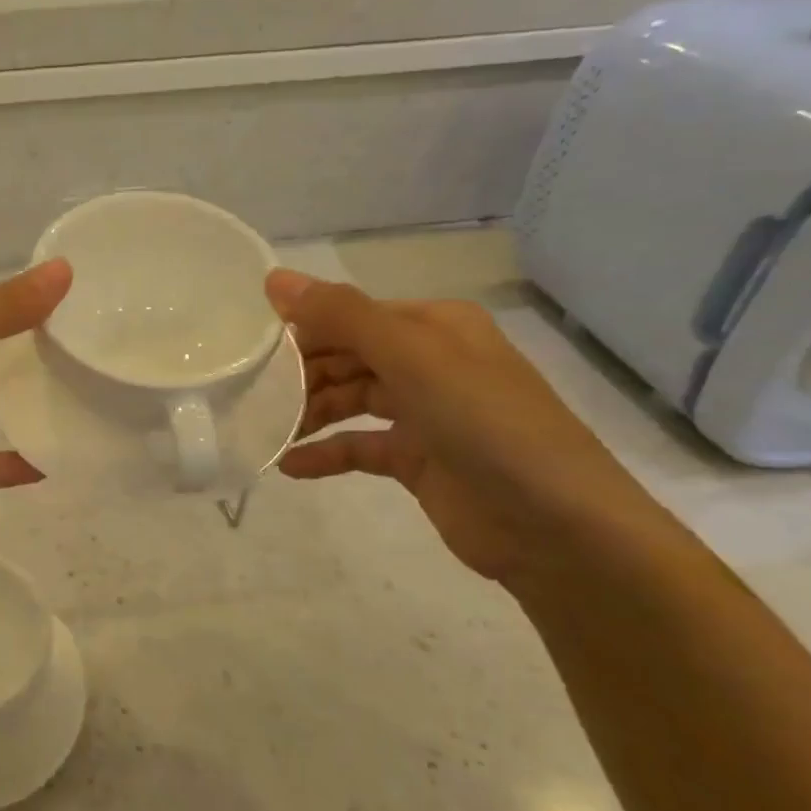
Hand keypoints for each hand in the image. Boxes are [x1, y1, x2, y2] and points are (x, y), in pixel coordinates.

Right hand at [269, 269, 674, 588]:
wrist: (561, 531)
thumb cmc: (487, 427)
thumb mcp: (414, 360)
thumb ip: (343, 317)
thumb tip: (273, 279)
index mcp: (434, 327)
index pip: (351, 315)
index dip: (302, 329)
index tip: (250, 351)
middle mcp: (429, 362)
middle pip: (347, 356)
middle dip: (300, 374)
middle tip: (252, 396)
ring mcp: (425, 413)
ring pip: (349, 400)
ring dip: (308, 412)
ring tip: (266, 430)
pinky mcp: (418, 460)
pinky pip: (359, 447)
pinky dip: (326, 454)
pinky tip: (291, 466)